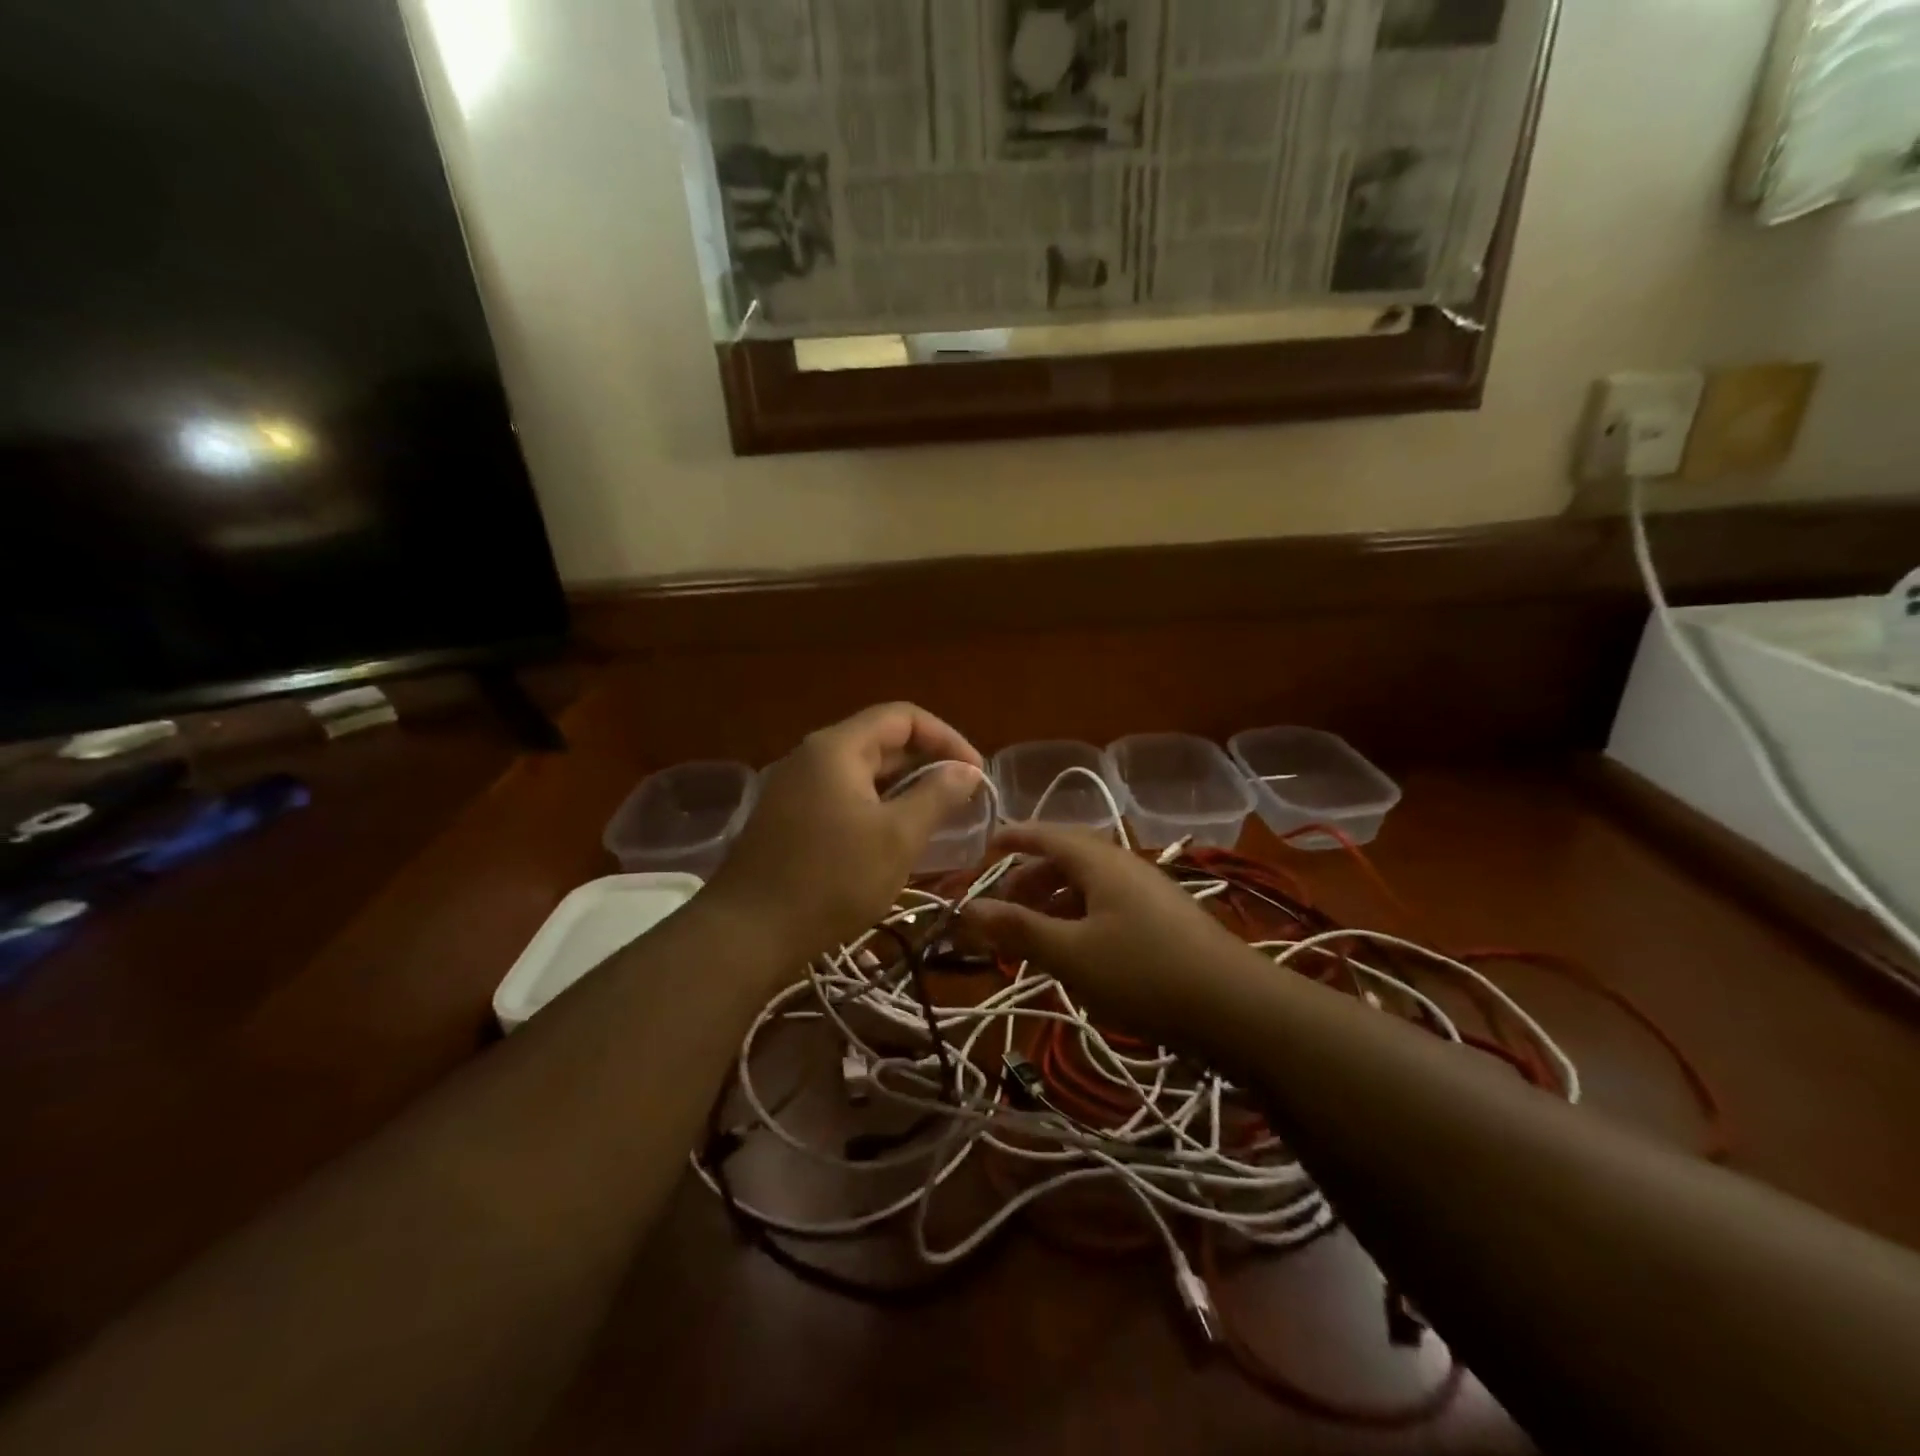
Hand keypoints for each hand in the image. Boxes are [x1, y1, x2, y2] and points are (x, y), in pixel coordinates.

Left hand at [707, 703, 985, 963]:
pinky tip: (897, 836)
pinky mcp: (790, 818)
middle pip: (881, 741)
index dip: (947, 738)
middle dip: (928, 763)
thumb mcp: (897, 837)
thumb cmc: (831, 880)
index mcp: (837, 747)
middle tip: (964, 797)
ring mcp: (797, 787)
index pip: (903, 717)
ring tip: (939, 815)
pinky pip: (845, 796)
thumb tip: (967, 770)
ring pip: (864, 772)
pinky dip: (878, 806)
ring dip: (905, 787)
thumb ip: (937, 795)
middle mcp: (813, 756)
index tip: (976, 773)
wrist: (748, 933)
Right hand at [961, 824, 1252, 1040]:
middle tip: (1001, 907)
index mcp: (1100, 861)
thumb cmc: (1145, 972)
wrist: (1238, 1009)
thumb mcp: (1071, 954)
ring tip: (1031, 936)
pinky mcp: (1164, 922)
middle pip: (1066, 860)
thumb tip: (967, 909)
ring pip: (1088, 887)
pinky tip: (1077, 953)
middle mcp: (1125, 866)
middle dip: (1029, 879)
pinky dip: (1079, 920)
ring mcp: (1149, 893)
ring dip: (1054, 904)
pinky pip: (1108, 907)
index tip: (984, 847)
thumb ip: (1018, 929)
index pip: (1046, 834)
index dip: (1013, 838)